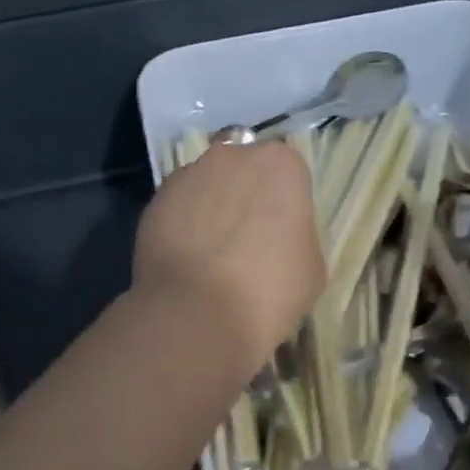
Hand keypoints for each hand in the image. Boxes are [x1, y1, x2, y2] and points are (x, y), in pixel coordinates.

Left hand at [134, 141, 325, 368]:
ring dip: (213, 208)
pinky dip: (183, 224)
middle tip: (248, 240)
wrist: (196, 314)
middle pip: (245, 170)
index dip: (285, 204)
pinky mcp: (157, 198)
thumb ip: (298, 234)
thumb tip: (279, 237)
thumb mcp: (312, 267)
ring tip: (212, 254)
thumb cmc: (268, 289)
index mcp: (280, 163)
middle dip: (246, 196)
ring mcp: (190, 174)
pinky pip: (179, 206)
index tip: (282, 233)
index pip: (288, 173)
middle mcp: (233, 156)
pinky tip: (187, 259)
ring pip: (208, 185)